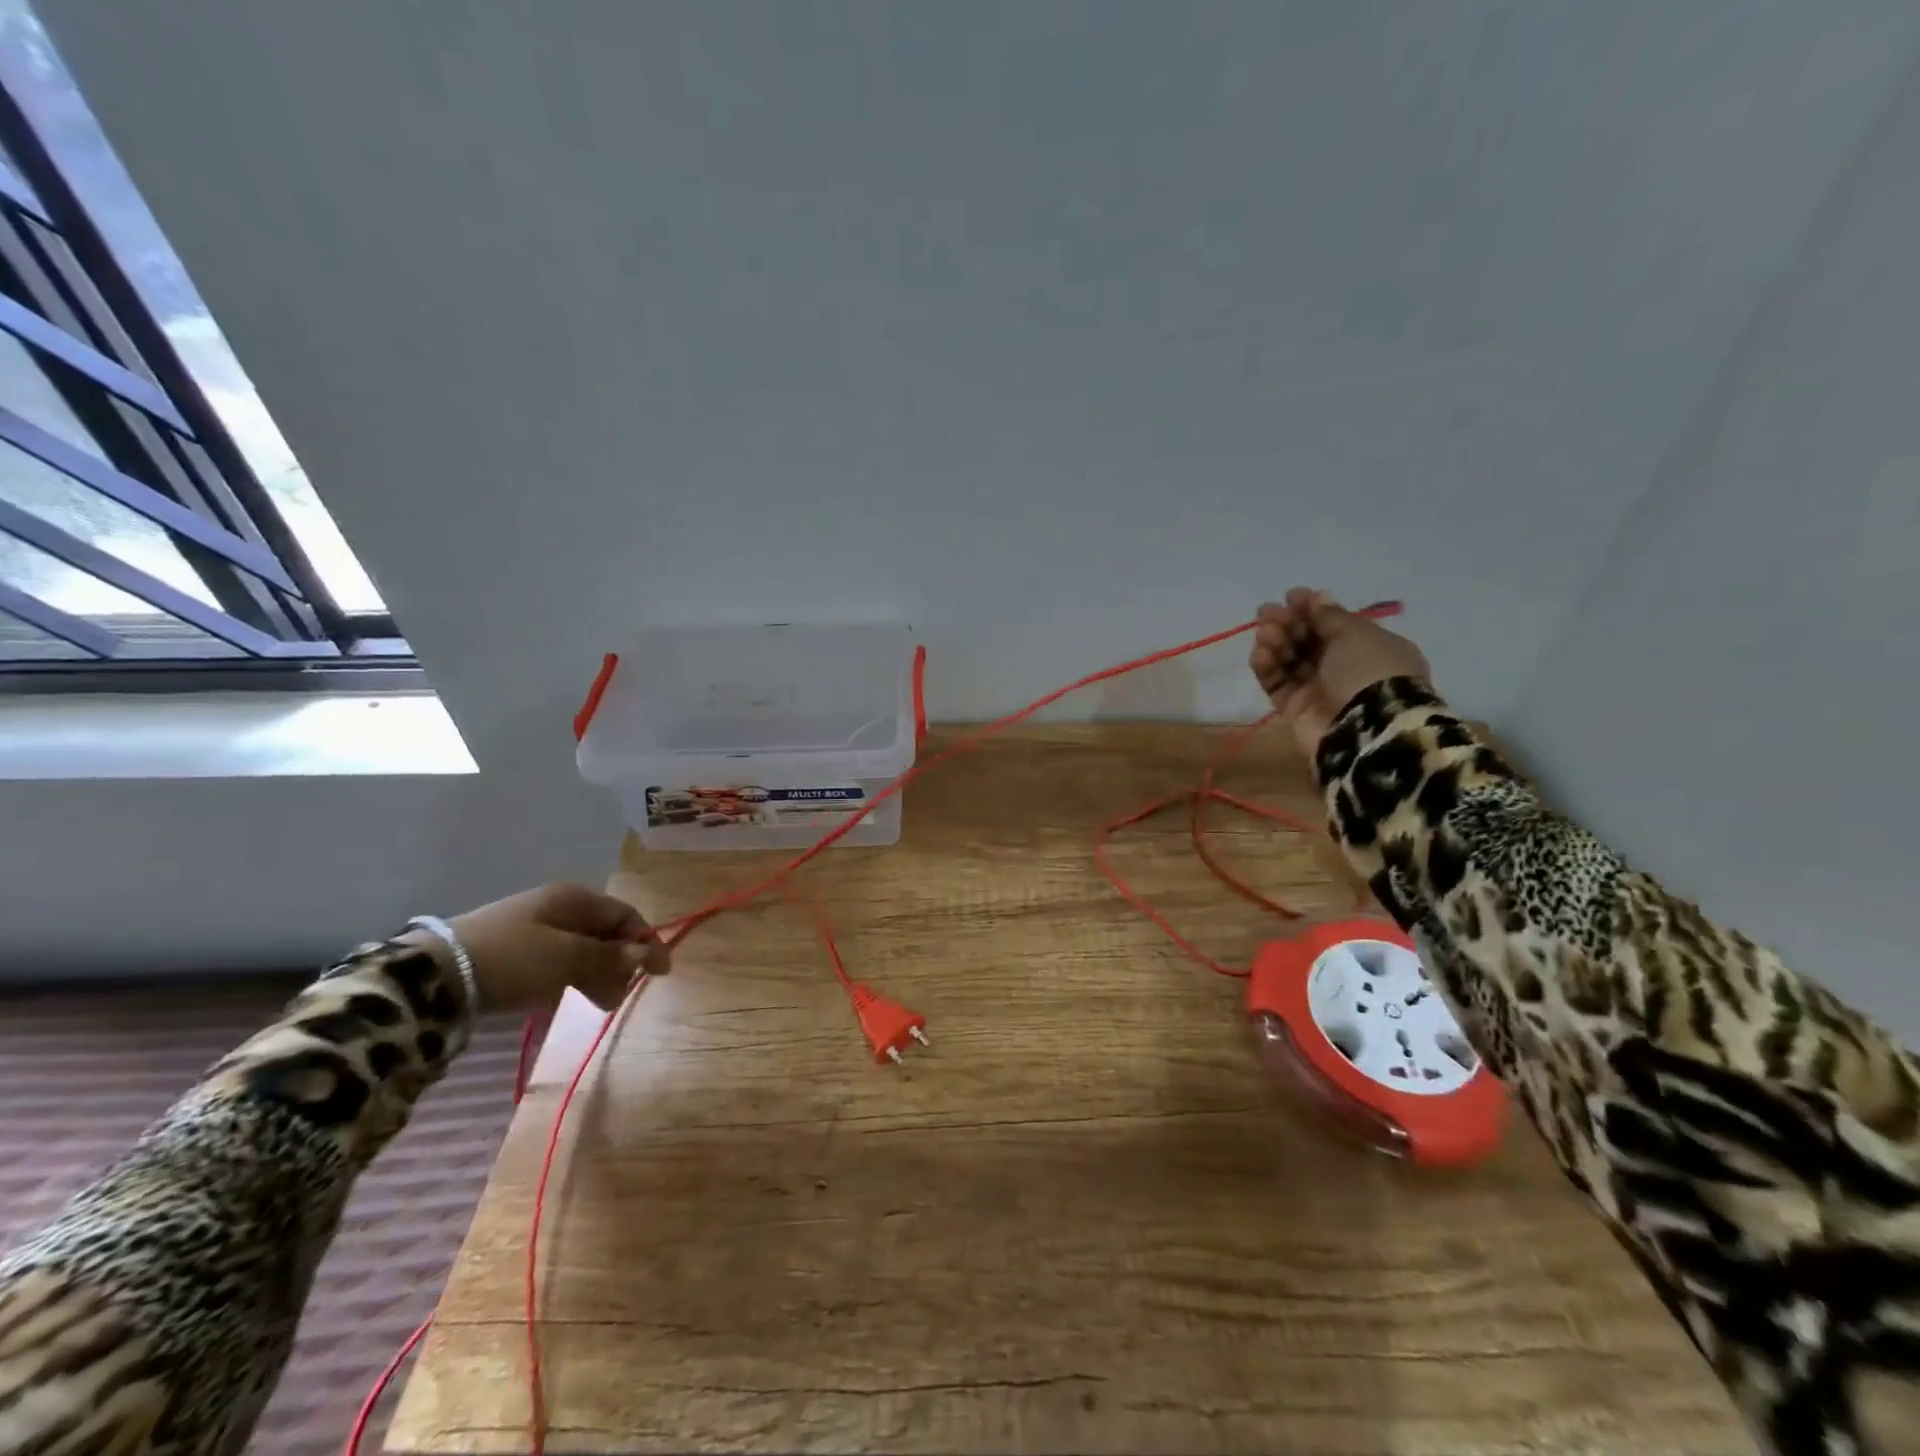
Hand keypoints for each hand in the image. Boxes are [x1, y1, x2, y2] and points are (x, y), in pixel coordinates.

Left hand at [406, 883, 670, 1014]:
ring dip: (597, 974)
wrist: (435, 975)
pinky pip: (557, 960)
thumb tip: (647, 954)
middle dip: (620, 963)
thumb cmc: (514, 959)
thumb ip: (611, 957)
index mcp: (576, 899)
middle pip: (605, 933)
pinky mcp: (513, 950)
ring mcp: (534, 927)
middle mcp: (559, 906)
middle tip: (621, 995)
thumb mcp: (569, 958)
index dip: (647, 942)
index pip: (626, 916)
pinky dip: (571, 977)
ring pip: (581, 949)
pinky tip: (565, 997)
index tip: (661, 973)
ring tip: (598, 1003)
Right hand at [1249, 588, 1430, 757]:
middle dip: (1287, 623)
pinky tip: (1260, 654)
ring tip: (1264, 635)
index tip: (1291, 596)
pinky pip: (1276, 683)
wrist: (1366, 728)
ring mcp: (1318, 690)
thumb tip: (1317, 597)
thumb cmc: (1369, 671)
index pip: (1333, 623)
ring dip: (1274, 642)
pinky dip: (1266, 667)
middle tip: (1267, 613)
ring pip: (1288, 659)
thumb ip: (1330, 616)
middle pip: (1306, 639)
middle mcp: (1343, 668)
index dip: (1311, 608)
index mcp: (1368, 647)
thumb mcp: (1356, 634)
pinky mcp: (1294, 709)